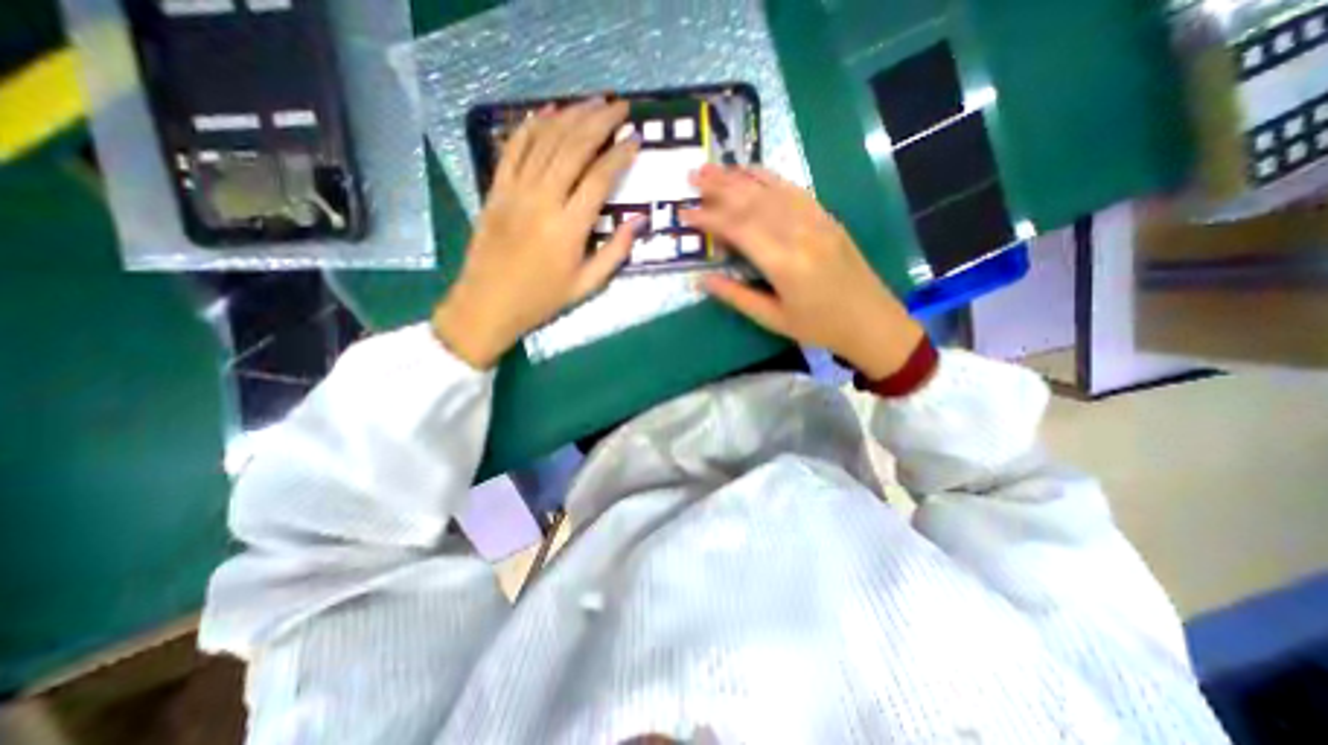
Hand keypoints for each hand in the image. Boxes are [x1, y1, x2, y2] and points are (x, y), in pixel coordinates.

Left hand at [431, 99, 642, 366]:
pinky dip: (531, 126)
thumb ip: (616, 252)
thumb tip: (640, 221)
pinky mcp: (496, 189)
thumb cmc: (542, 299)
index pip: (599, 178)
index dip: (620, 155)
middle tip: (620, 107)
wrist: (488, 303)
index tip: (635, 140)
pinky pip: (514, 149)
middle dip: (600, 122)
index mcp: (569, 228)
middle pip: (573, 148)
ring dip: (571, 116)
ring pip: (545, 141)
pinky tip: (548, 112)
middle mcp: (543, 201)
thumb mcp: (587, 285)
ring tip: (593, 102)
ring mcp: (516, 191)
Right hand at [678, 165, 918, 380]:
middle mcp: (800, 233)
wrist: (871, 321)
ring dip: (739, 177)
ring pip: (771, 190)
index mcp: (784, 263)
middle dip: (719, 187)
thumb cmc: (819, 327)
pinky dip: (770, 177)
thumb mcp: (773, 319)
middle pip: (753, 202)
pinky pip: (794, 190)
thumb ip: (736, 296)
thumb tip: (702, 280)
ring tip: (713, 167)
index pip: (739, 229)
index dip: (709, 218)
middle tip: (691, 175)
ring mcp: (817, 221)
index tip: (684, 211)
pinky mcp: (827, 217)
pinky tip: (752, 171)